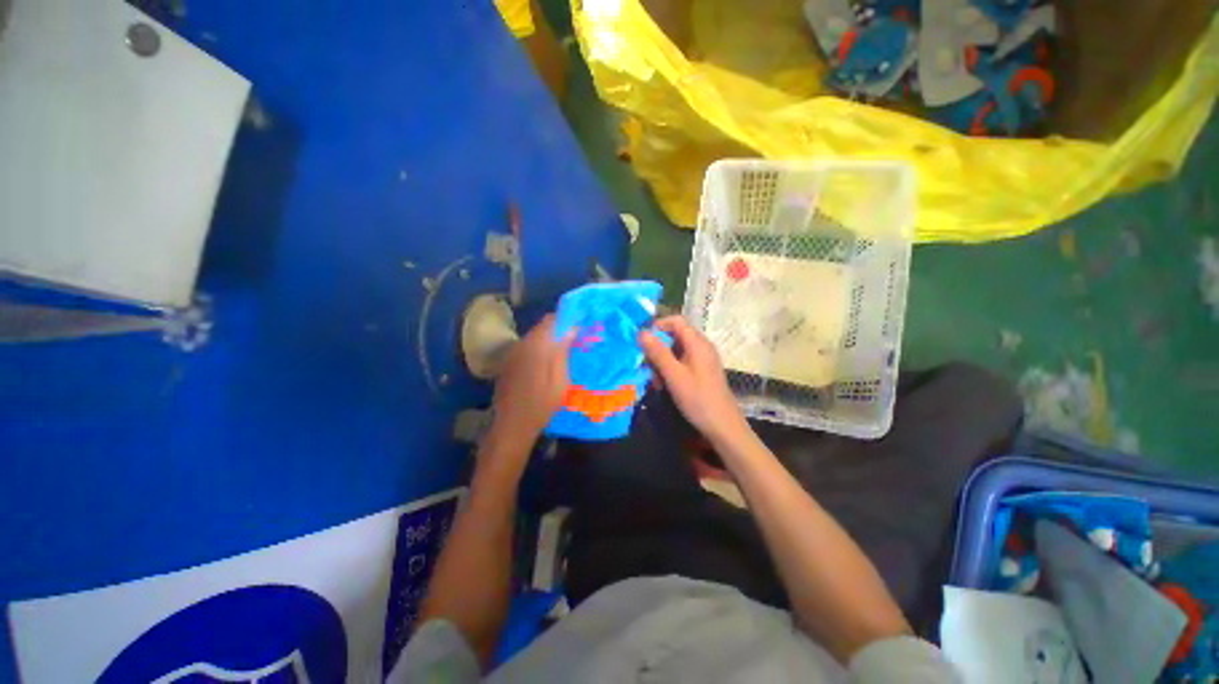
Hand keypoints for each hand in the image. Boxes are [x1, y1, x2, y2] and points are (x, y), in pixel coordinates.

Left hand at [488, 315, 572, 454]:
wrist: (513, 424)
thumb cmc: (543, 402)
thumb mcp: (561, 377)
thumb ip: (563, 349)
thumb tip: (571, 327)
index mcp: (536, 344)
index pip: (552, 320)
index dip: (567, 321)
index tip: (579, 329)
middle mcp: (522, 344)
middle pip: (542, 328)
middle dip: (559, 332)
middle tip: (573, 343)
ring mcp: (513, 354)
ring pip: (534, 339)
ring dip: (548, 342)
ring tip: (562, 355)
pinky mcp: (508, 364)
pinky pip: (527, 350)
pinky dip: (538, 351)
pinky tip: (545, 366)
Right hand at [639, 316, 747, 445]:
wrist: (723, 427)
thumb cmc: (698, 399)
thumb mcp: (674, 376)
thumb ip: (658, 353)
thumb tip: (642, 333)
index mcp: (697, 343)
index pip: (676, 321)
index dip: (658, 326)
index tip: (642, 341)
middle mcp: (701, 346)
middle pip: (674, 336)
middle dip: (657, 348)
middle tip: (647, 366)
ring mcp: (703, 359)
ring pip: (676, 351)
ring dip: (662, 362)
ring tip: (656, 381)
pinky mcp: (702, 371)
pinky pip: (682, 362)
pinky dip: (670, 370)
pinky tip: (664, 386)